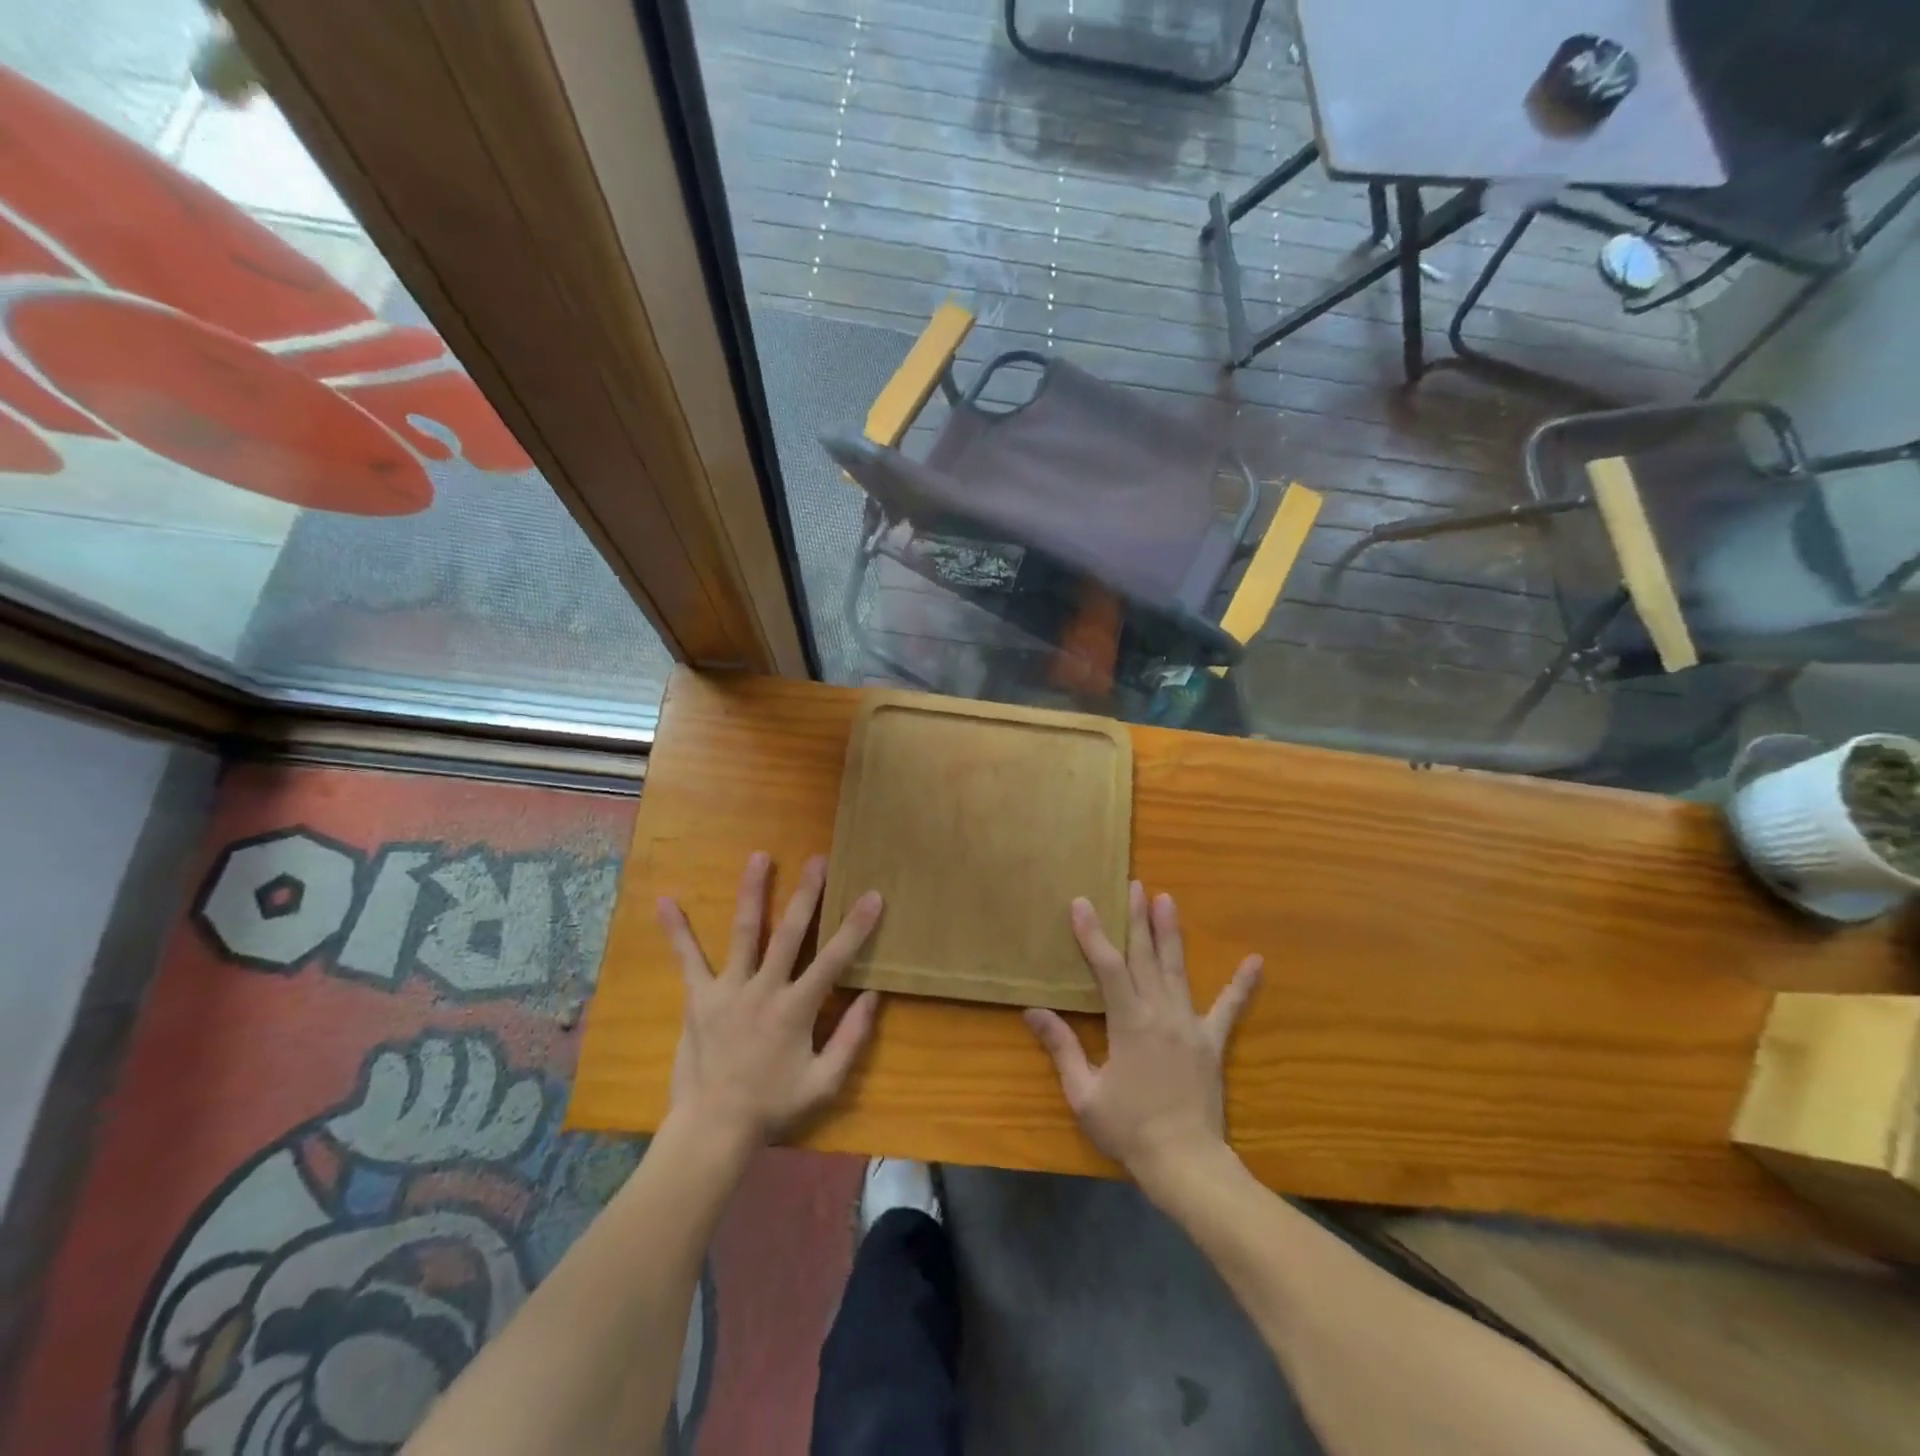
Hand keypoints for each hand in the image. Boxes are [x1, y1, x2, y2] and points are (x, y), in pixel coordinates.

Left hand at [658, 852, 882, 1148]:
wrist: (713, 1129)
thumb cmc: (774, 1106)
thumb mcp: (825, 1082)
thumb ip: (851, 1038)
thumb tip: (873, 996)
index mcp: (796, 1009)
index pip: (834, 959)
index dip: (856, 927)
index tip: (872, 895)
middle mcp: (764, 989)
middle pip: (789, 933)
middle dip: (806, 894)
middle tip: (817, 859)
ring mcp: (728, 990)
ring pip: (744, 933)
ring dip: (752, 893)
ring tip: (758, 857)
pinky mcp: (699, 999)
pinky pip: (687, 960)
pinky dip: (677, 931)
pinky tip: (665, 901)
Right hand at [1024, 883, 1260, 1191]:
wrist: (1185, 1163)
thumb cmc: (1129, 1128)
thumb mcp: (1084, 1093)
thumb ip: (1061, 1048)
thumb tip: (1033, 1011)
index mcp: (1128, 1022)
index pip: (1107, 966)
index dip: (1093, 933)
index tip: (1083, 902)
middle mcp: (1160, 1012)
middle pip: (1145, 956)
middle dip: (1137, 918)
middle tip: (1135, 885)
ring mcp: (1189, 1024)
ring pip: (1177, 969)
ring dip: (1170, 933)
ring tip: (1168, 899)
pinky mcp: (1212, 1042)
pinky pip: (1229, 1008)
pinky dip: (1242, 985)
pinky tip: (1256, 961)